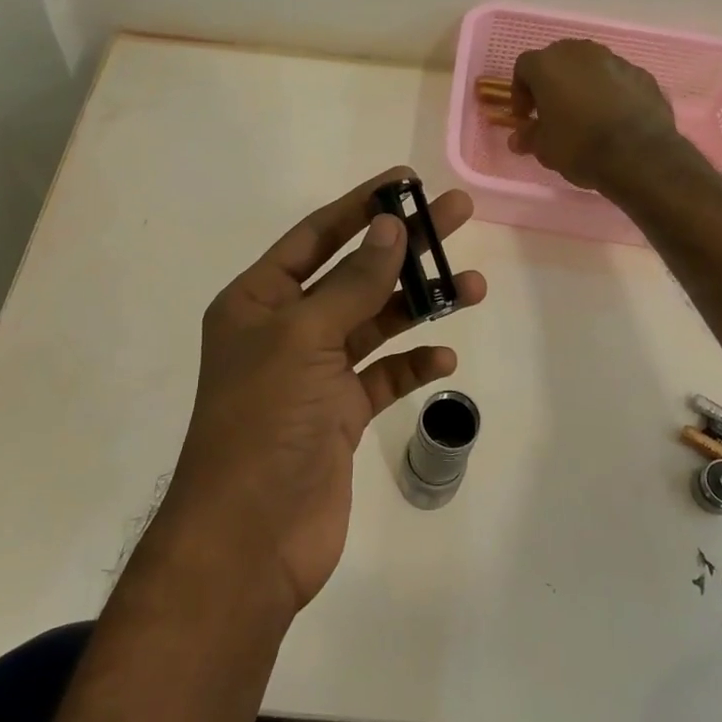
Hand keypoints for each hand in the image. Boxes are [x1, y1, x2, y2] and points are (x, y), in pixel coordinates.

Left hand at [163, 167, 486, 614]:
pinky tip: (444, 361)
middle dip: (405, 246)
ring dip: (420, 304)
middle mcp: (285, 329)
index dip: (362, 206)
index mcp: (258, 301)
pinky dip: (412, 365)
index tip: (407, 182)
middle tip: (458, 215)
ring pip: (375, 323)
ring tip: (471, 285)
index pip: (316, 236)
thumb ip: (352, 282)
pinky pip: (382, 376)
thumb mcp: (305, 339)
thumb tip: (391, 227)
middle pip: (354, 273)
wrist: (249, 539)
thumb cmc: (265, 422)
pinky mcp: (338, 415)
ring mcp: (314, 373)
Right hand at [509, 40, 682, 191]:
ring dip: (582, 85)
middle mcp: (581, 52)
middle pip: (558, 59)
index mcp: (549, 64)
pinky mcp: (642, 74)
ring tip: (585, 115)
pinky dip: (610, 93)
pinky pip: (617, 79)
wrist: (639, 155)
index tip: (525, 117)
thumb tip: (518, 138)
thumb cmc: (580, 146)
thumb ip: (528, 137)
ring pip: (590, 66)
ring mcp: (615, 60)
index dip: (520, 92)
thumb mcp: (544, 148)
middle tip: (552, 111)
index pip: (524, 67)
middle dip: (552, 82)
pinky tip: (613, 118)